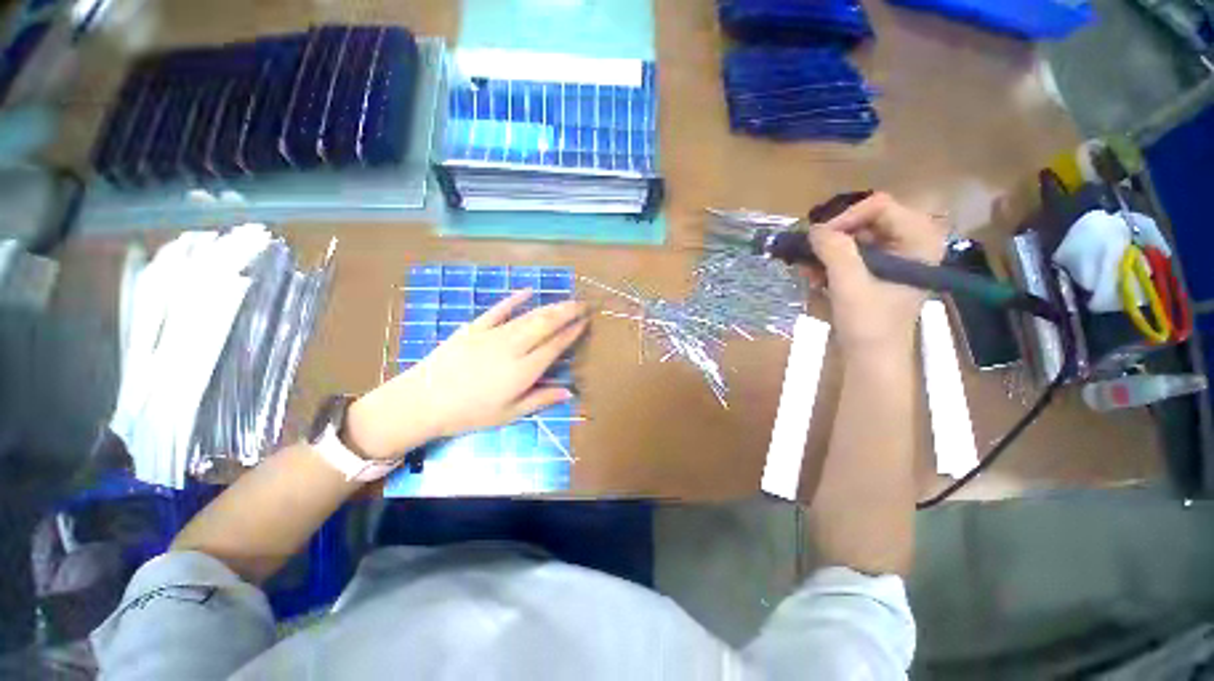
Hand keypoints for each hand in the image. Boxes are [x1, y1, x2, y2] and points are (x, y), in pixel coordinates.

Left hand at [346, 290, 587, 459]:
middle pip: (546, 324)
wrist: (423, 401)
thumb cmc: (469, 413)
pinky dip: (514, 299)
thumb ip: (541, 399)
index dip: (572, 332)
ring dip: (550, 306)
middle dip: (568, 312)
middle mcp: (513, 347)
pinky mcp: (475, 327)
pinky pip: (498, 309)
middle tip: (583, 304)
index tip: (585, 322)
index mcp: (524, 370)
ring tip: (566, 301)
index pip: (555, 345)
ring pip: (529, 316)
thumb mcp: (509, 414)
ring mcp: (493, 334)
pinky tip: (528, 290)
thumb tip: (570, 392)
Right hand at [806, 192, 946, 356]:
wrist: (872, 357)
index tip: (818, 238)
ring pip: (854, 238)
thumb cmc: (869, 324)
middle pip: (865, 220)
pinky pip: (851, 254)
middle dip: (833, 237)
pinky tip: (813, 277)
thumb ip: (834, 251)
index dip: (846, 217)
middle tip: (808, 253)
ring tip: (807, 270)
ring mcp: (894, 257)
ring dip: (827, 252)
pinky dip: (830, 263)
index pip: (880, 206)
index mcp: (919, 241)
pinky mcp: (878, 270)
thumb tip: (813, 229)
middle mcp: (910, 242)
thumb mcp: (849, 285)